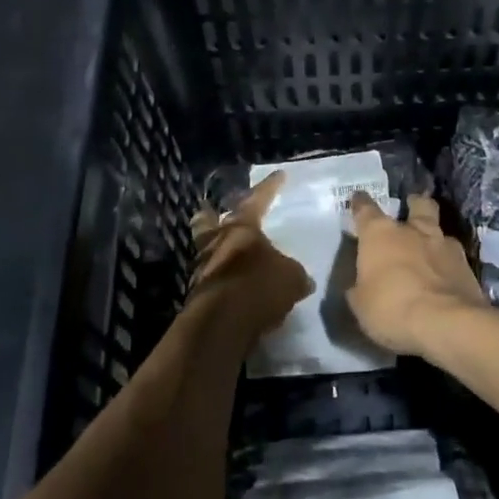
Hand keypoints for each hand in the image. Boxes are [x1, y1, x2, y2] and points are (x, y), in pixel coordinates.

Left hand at [186, 171, 311, 345]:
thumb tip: (300, 279)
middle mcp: (218, 242)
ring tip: (231, 255)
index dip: (270, 187)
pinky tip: (234, 286)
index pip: (258, 199)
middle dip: (211, 215)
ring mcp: (203, 268)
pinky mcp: (198, 294)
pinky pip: (212, 278)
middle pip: (209, 221)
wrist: (222, 323)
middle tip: (214, 211)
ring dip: (216, 250)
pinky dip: (221, 279)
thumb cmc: (259, 286)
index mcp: (242, 228)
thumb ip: (294, 273)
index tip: (279, 174)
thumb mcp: (291, 277)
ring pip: (207, 250)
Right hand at [345, 192, 484, 356]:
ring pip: (440, 230)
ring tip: (430, 252)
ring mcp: (445, 246)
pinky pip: (454, 259)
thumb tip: (362, 286)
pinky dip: (448, 265)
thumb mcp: (361, 305)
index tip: (359, 199)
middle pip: (418, 204)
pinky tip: (445, 278)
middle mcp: (414, 231)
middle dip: (415, 204)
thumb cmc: (392, 309)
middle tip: (411, 209)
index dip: (360, 204)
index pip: (366, 209)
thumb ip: (361, 288)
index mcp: (380, 234)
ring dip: (434, 238)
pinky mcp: (468, 267)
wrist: (446, 324)